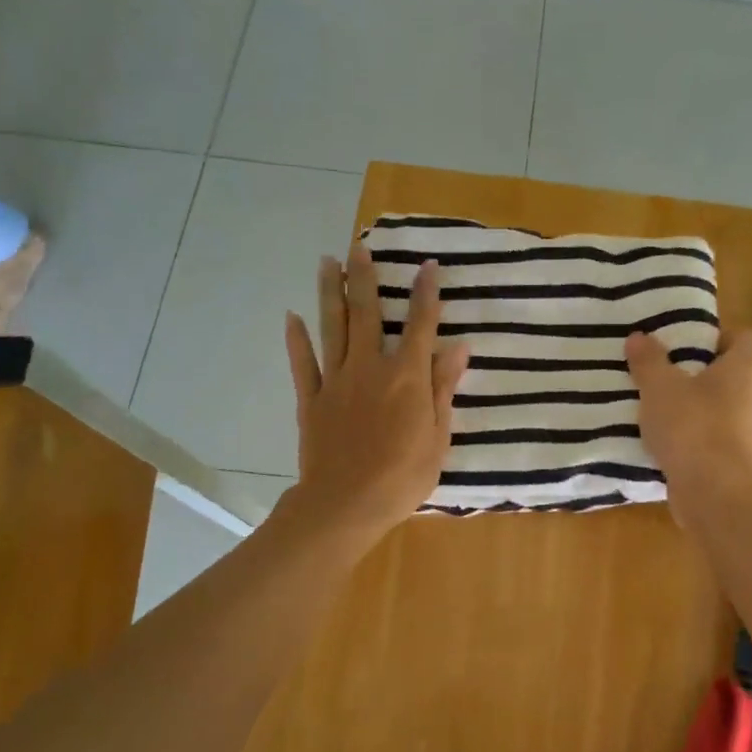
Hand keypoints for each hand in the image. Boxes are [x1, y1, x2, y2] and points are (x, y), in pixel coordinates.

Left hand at [284, 245, 469, 548]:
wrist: (346, 504)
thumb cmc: (402, 476)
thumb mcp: (438, 436)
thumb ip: (444, 388)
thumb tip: (459, 347)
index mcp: (406, 377)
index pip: (420, 325)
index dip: (426, 294)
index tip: (428, 265)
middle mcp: (370, 368)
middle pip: (367, 314)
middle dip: (365, 278)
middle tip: (360, 248)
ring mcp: (336, 381)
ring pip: (332, 328)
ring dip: (329, 293)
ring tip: (326, 262)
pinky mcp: (311, 400)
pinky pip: (303, 363)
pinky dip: (296, 339)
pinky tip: (292, 317)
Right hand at [625, 329, 751, 521]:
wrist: (716, 496)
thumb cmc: (692, 427)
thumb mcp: (659, 387)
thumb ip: (648, 360)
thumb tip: (639, 337)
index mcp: (746, 369)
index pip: (745, 337)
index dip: (717, 336)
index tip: (685, 344)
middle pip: (732, 374)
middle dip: (699, 374)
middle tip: (665, 375)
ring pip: (723, 410)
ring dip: (697, 409)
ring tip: (661, 411)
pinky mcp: (742, 464)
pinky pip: (717, 441)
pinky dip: (697, 440)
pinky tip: (669, 445)